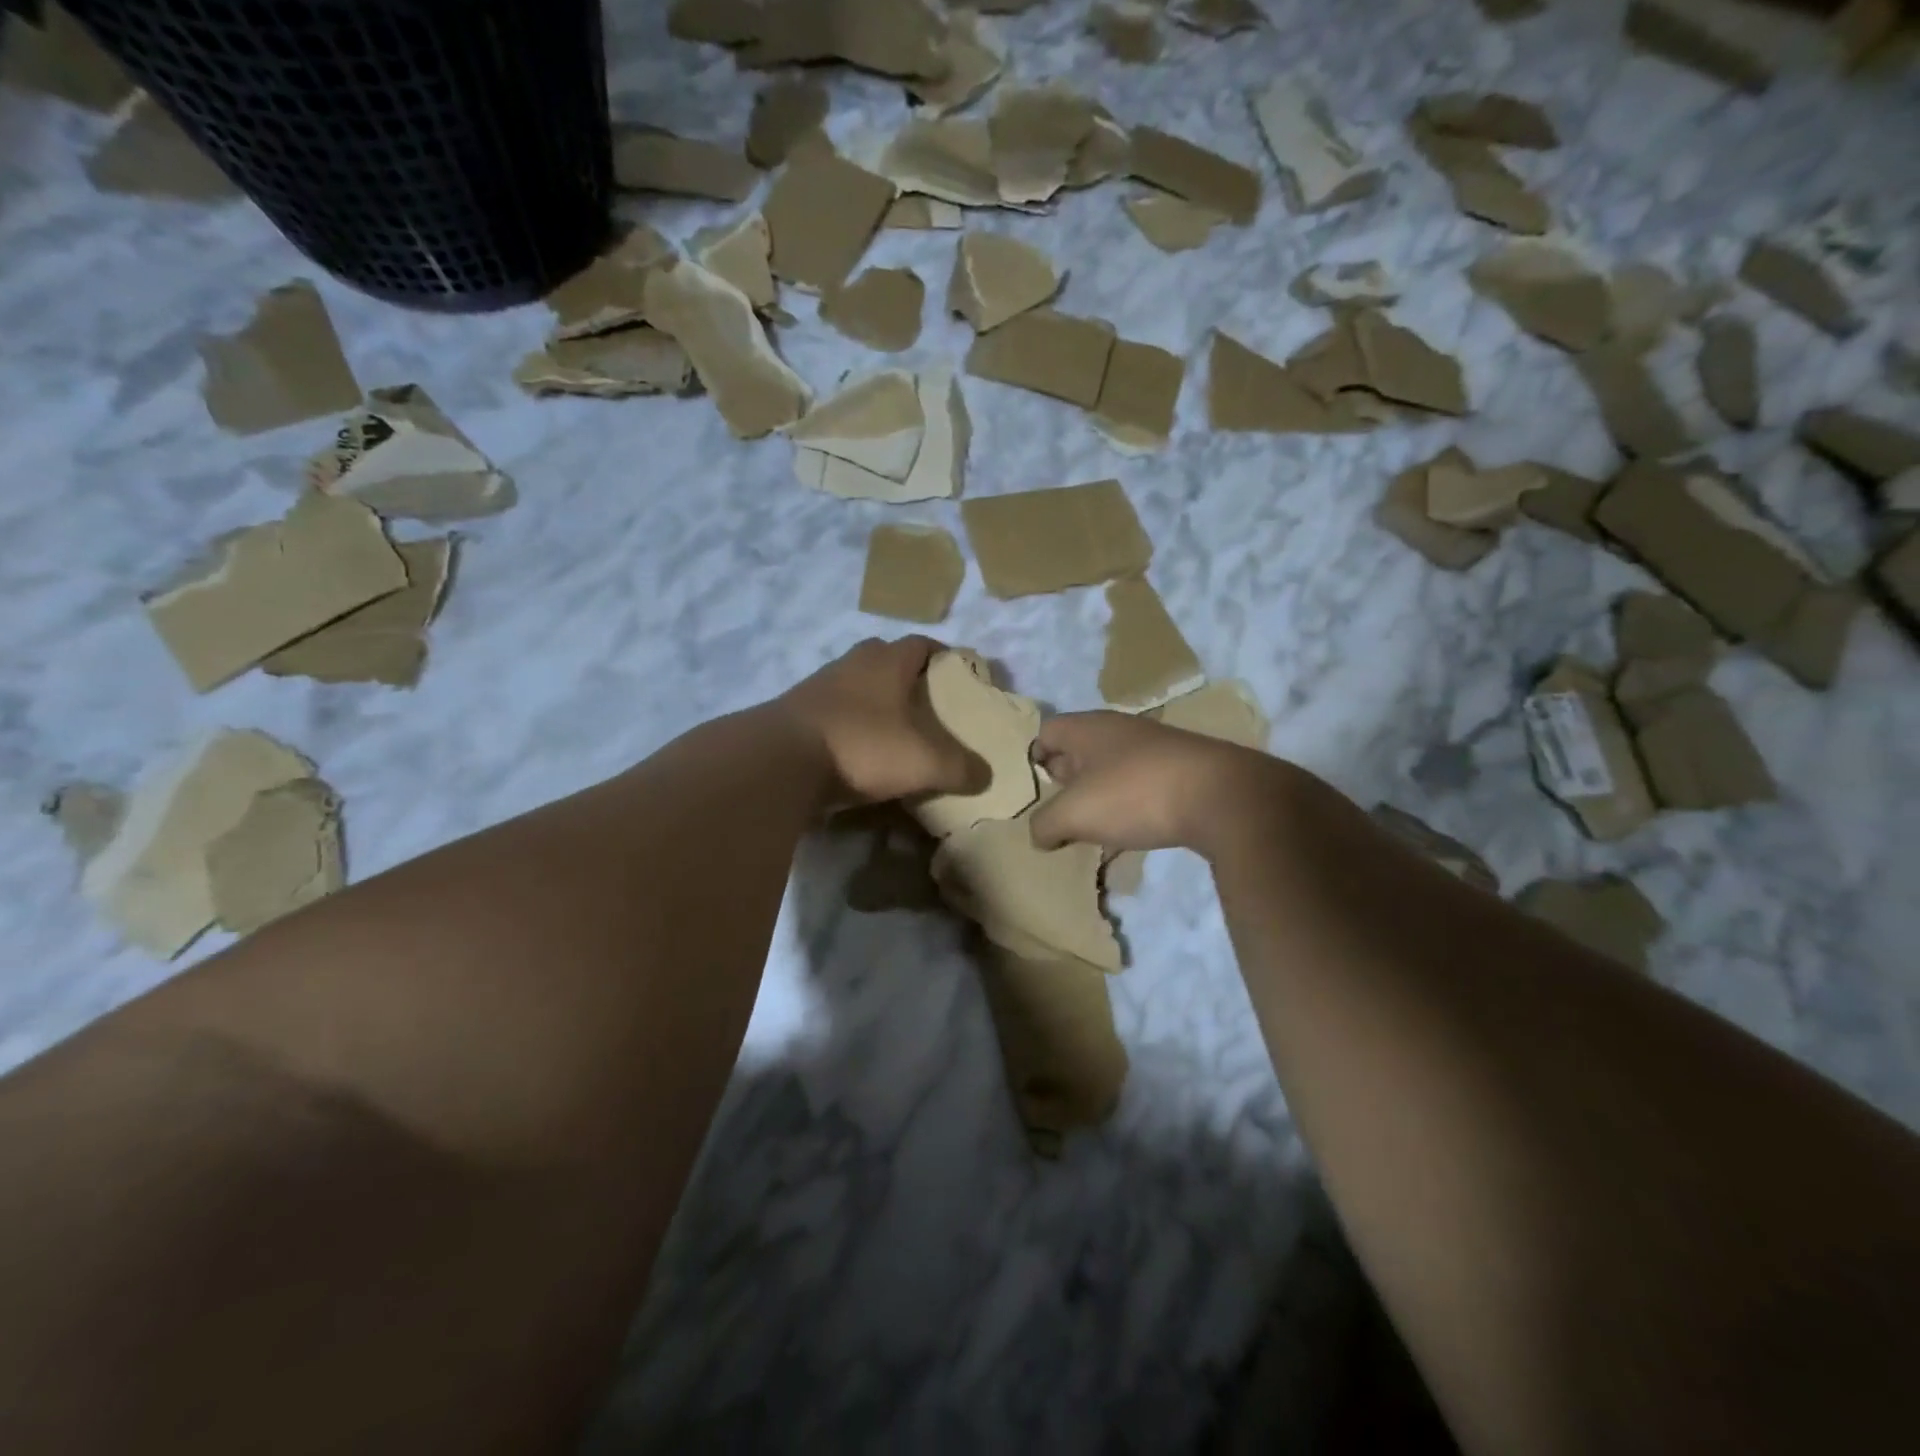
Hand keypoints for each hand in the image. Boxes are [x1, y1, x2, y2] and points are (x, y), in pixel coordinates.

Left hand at [774, 637, 974, 809]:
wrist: (781, 761)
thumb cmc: (863, 746)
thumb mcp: (925, 762)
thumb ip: (960, 768)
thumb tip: (985, 777)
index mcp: (887, 662)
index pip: (922, 644)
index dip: (944, 655)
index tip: (959, 673)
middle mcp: (852, 664)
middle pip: (884, 657)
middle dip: (906, 674)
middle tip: (925, 702)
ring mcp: (818, 686)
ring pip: (855, 684)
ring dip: (873, 700)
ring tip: (892, 729)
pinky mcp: (795, 713)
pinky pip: (832, 711)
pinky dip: (848, 724)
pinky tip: (856, 749)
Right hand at [1030, 711, 1292, 858]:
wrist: (1222, 797)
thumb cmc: (1135, 795)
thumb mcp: (1074, 814)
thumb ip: (1045, 824)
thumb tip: (1038, 834)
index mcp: (1088, 728)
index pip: (1046, 731)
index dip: (1033, 759)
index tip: (1035, 791)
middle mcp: (1119, 729)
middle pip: (1078, 748)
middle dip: (1064, 779)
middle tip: (1058, 811)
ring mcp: (1154, 747)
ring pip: (1110, 767)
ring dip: (1098, 794)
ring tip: (1092, 826)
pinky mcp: (1181, 769)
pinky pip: (1140, 782)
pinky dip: (1129, 803)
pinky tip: (1132, 827)